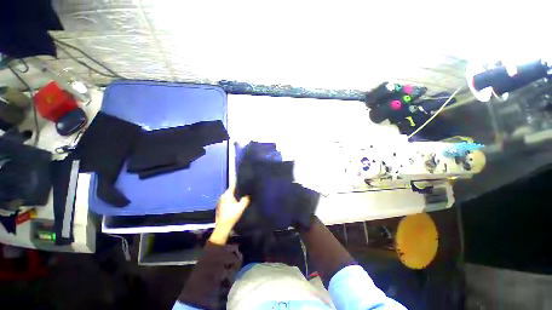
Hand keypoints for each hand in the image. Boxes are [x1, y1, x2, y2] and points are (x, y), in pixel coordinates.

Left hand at [209, 183, 249, 244]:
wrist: (222, 227)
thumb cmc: (231, 215)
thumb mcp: (241, 207)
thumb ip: (246, 199)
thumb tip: (250, 193)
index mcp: (227, 194)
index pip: (233, 184)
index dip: (238, 180)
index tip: (241, 176)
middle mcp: (223, 196)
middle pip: (232, 189)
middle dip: (238, 188)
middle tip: (245, 187)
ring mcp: (221, 201)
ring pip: (230, 194)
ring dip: (235, 194)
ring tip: (243, 193)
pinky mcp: (221, 205)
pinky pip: (228, 199)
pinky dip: (233, 198)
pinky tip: (237, 201)